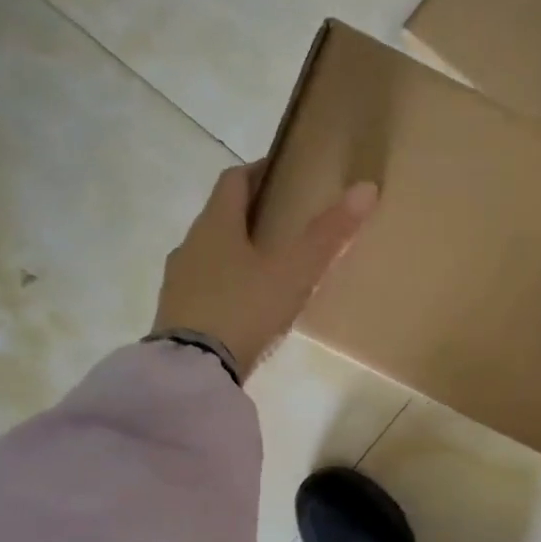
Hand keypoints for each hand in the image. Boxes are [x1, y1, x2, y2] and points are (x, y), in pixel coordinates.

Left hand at [154, 163, 377, 378]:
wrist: (194, 370)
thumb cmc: (245, 309)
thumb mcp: (294, 273)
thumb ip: (328, 234)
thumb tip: (366, 188)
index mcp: (215, 224)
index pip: (233, 180)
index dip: (257, 171)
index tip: (281, 174)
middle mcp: (190, 244)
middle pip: (219, 216)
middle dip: (248, 214)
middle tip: (283, 223)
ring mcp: (178, 281)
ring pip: (209, 252)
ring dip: (233, 251)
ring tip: (266, 266)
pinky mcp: (174, 313)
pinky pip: (202, 286)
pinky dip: (223, 283)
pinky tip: (243, 304)